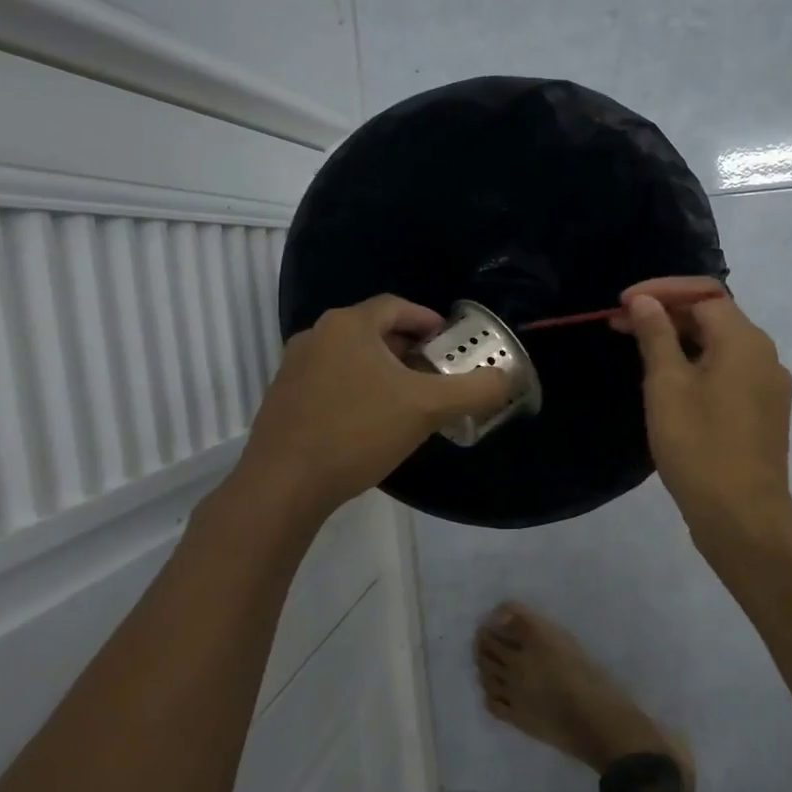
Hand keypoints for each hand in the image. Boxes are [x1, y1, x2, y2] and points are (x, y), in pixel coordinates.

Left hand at [233, 295, 513, 521]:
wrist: (284, 484)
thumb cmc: (357, 432)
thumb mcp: (426, 408)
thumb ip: (474, 390)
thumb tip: (509, 377)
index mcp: (348, 325)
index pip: (396, 307)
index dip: (428, 320)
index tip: (449, 342)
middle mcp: (316, 336)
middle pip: (373, 332)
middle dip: (408, 350)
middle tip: (435, 374)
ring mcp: (293, 368)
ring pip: (350, 359)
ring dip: (382, 372)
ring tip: (408, 401)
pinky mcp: (283, 399)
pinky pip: (330, 382)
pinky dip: (356, 391)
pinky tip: (369, 424)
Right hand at [619, 278, 791, 544]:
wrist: (742, 516)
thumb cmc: (698, 446)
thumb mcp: (667, 386)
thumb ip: (655, 336)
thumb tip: (645, 301)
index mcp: (744, 341)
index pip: (703, 293)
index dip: (660, 291)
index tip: (621, 304)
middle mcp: (765, 355)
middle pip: (714, 316)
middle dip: (666, 314)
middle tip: (620, 325)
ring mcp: (769, 385)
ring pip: (720, 346)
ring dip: (679, 340)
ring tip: (638, 350)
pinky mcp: (764, 412)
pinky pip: (728, 372)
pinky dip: (697, 365)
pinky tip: (670, 382)